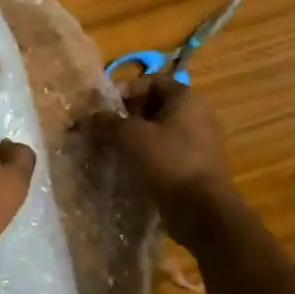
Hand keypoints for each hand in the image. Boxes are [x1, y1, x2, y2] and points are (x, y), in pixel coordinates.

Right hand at [102, 76, 232, 218]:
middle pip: (156, 107)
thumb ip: (108, 122)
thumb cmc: (168, 162)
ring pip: (160, 132)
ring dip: (136, 139)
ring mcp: (200, 144)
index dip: (127, 89)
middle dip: (127, 116)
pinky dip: (148, 157)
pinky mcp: (197, 168)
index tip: (105, 106)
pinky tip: (129, 169)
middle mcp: (198, 116)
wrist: (202, 212)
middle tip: (104, 129)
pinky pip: (167, 154)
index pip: (153, 81)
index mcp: (187, 100)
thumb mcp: (131, 137)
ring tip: (112, 150)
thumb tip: (91, 117)